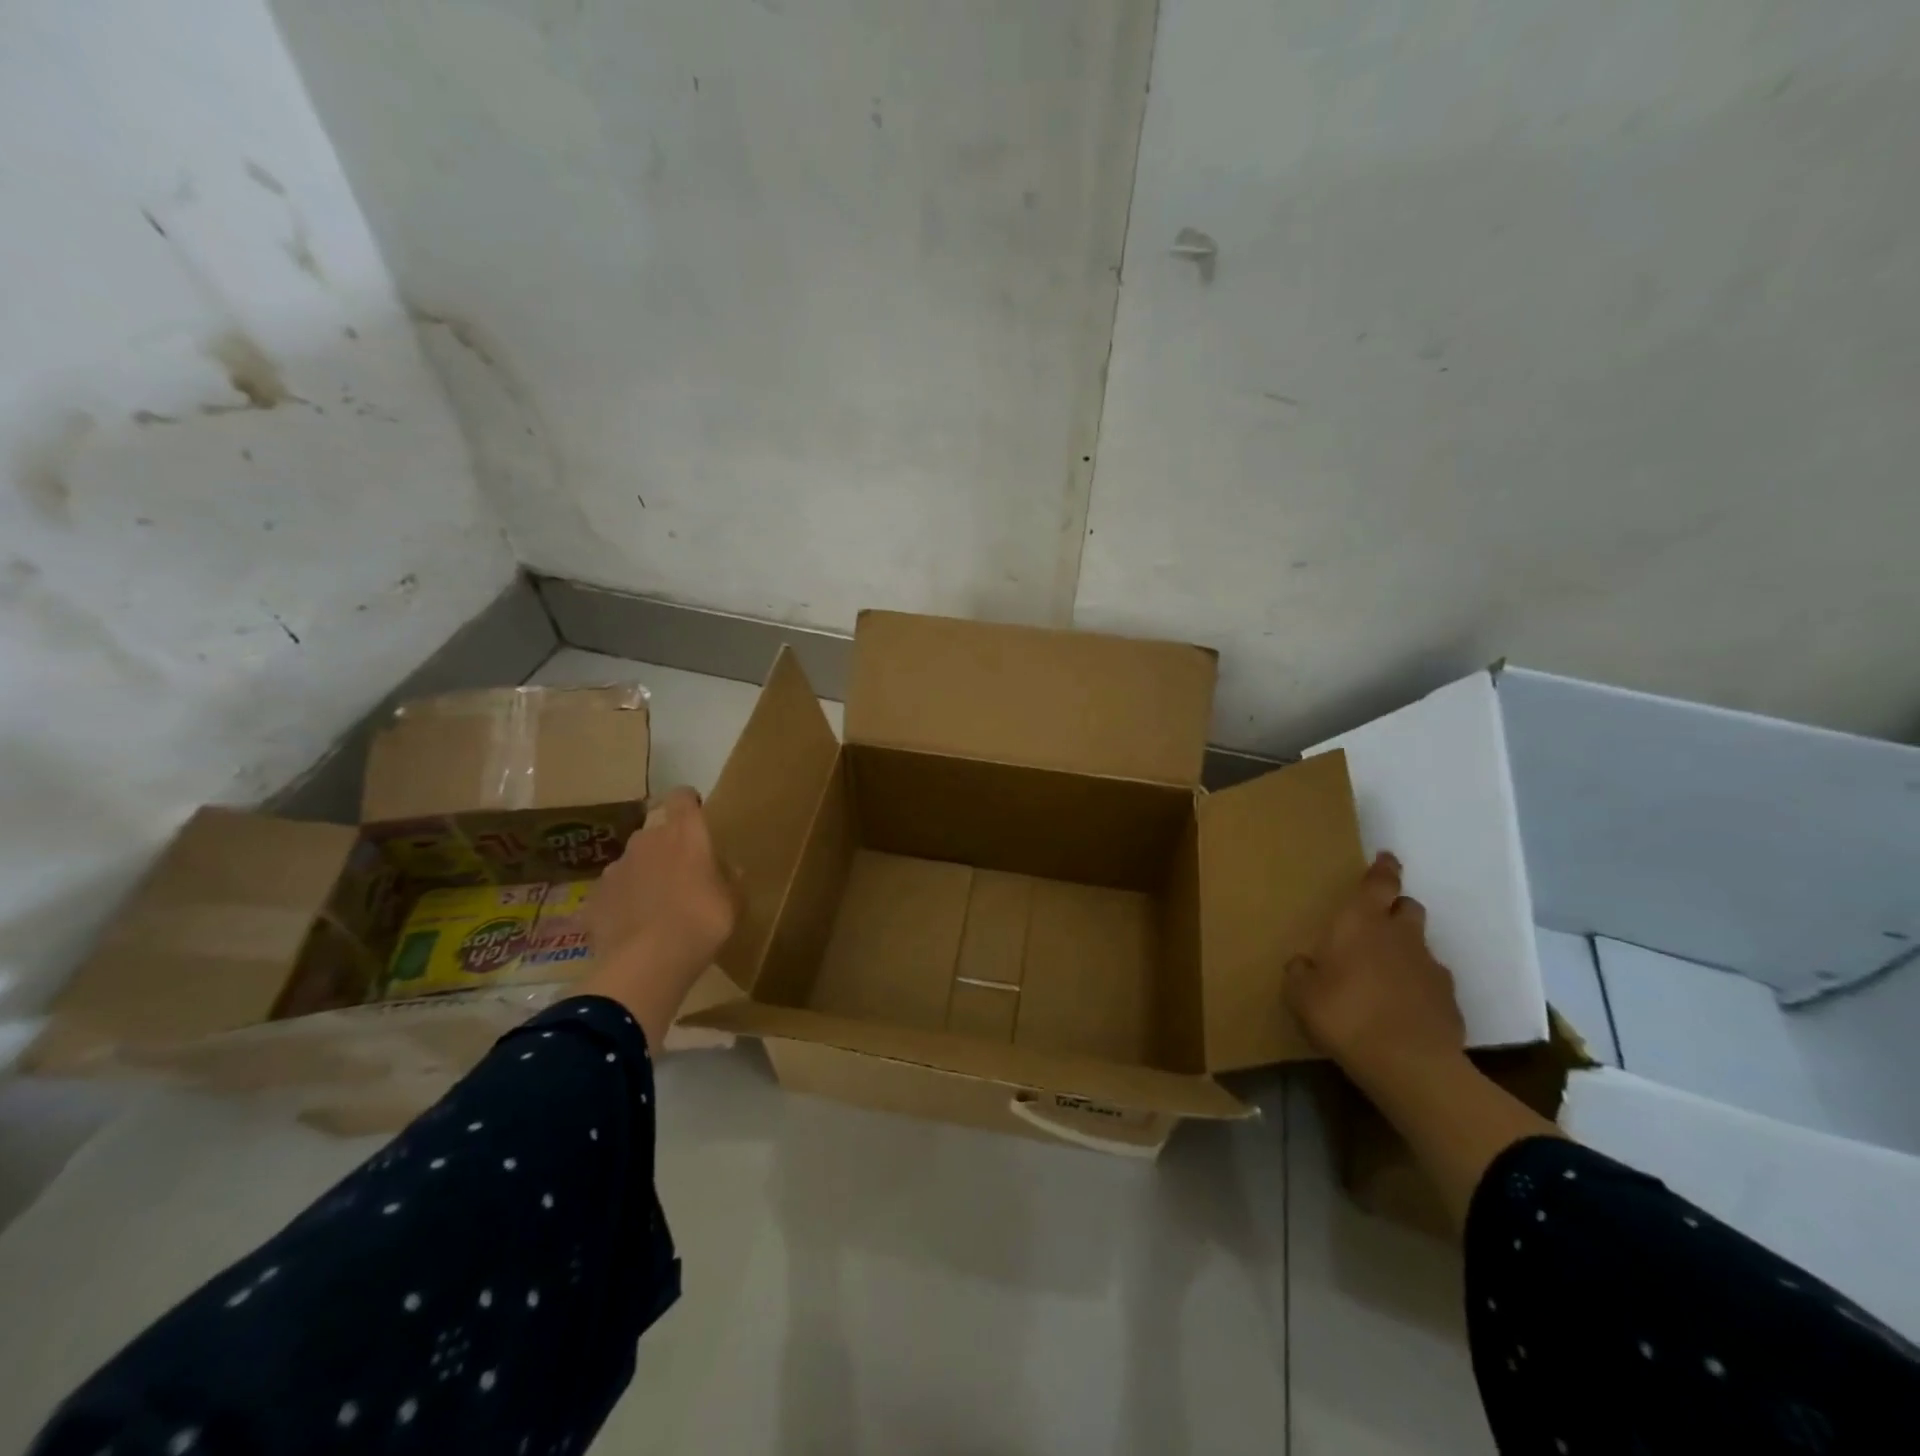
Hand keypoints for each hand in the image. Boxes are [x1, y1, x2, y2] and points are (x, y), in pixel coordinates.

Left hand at [578, 787, 737, 1046]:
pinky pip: (614, 892)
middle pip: (656, 831)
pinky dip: (623, 903)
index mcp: (685, 833)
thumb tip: (727, 869)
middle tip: (682, 876)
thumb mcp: (734, 902)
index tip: (696, 816)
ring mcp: (616, 868)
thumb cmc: (702, 922)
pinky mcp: (594, 896)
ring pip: (634, 862)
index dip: (688, 803)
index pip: (682, 797)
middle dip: (667, 848)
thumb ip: (730, 879)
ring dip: (644, 875)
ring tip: (655, 907)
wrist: (647, 962)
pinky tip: (633, 928)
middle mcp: (647, 840)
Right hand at [1285, 851, 1464, 1081]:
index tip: (1386, 858)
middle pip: (1408, 908)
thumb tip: (1305, 964)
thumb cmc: (1343, 1013)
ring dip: (1405, 954)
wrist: (1408, 1064)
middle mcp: (1400, 936)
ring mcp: (1430, 969)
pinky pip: (1431, 985)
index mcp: (1362, 923)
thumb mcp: (1300, 993)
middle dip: (1395, 910)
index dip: (1384, 868)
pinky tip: (1402, 1010)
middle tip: (1376, 926)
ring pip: (1420, 948)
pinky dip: (1418, 989)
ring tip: (1384, 978)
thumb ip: (1301, 971)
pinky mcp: (1450, 1002)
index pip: (1380, 882)